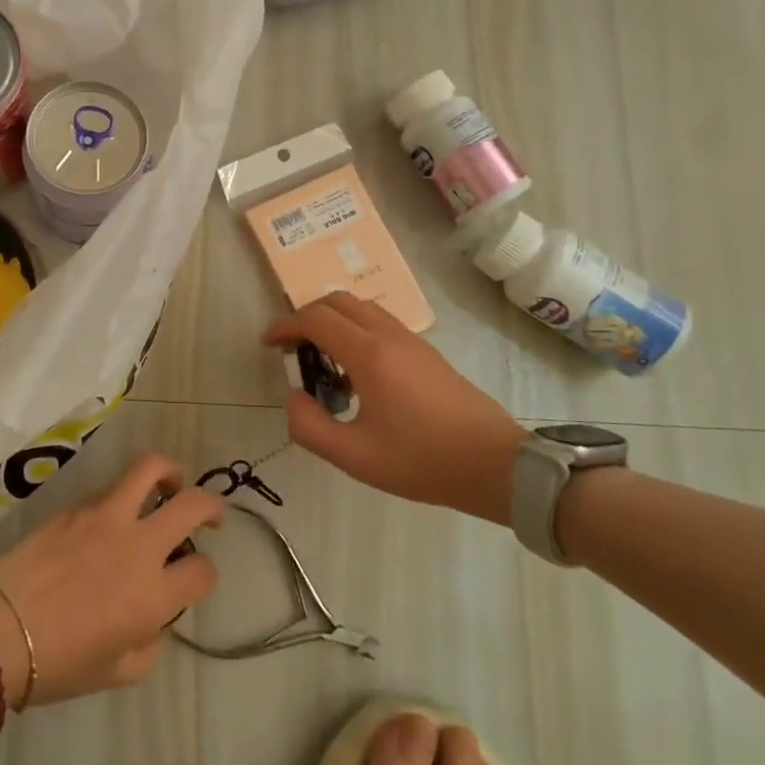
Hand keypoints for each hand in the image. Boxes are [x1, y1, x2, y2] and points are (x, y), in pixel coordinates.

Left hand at [0, 453, 222, 703]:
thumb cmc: (56, 664)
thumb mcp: (118, 673)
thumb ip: (150, 641)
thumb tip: (153, 616)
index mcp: (152, 595)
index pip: (203, 571)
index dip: (205, 575)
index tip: (193, 579)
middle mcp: (137, 546)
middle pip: (193, 504)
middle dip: (213, 506)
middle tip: (210, 516)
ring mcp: (105, 517)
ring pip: (151, 469)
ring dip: (170, 474)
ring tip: (170, 486)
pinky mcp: (75, 506)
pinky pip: (111, 488)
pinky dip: (124, 496)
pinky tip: (112, 519)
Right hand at [264, 291, 525, 524]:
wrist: (495, 464)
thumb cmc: (422, 461)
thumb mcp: (354, 456)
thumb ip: (309, 426)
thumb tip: (292, 397)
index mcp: (369, 355)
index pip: (316, 319)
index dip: (285, 326)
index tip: (269, 345)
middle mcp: (389, 335)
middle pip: (337, 301)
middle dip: (306, 316)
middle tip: (292, 348)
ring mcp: (411, 340)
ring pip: (361, 307)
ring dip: (333, 320)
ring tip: (322, 359)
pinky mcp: (426, 351)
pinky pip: (380, 322)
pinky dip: (355, 329)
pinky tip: (356, 372)